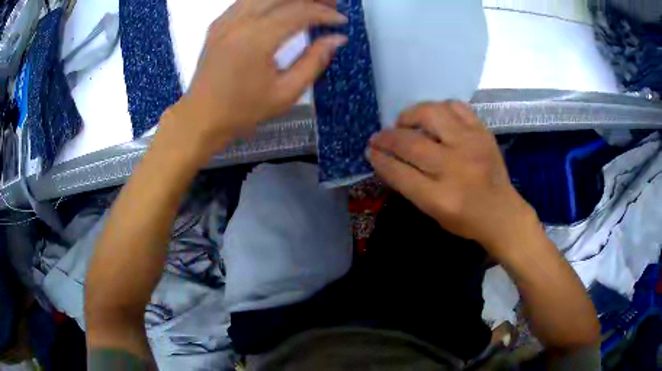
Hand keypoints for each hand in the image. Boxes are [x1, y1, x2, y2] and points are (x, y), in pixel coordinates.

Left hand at [167, 0, 347, 157]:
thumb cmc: (242, 110)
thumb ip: (314, 61)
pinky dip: (269, 1)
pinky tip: (281, 8)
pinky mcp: (218, 23)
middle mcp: (239, 22)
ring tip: (310, 4)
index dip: (324, 13)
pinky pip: (248, 0)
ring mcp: (225, 20)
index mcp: (255, 40)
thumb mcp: (286, 93)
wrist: (201, 117)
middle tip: (331, 5)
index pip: (298, 12)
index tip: (342, 22)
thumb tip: (337, 39)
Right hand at [367, 102, 537, 254]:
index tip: (370, 151)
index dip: (380, 159)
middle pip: (411, 142)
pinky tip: (434, 118)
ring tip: (405, 123)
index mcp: (441, 197)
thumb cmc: (466, 219)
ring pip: (432, 114)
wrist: (503, 213)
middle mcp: (456, 167)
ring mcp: (472, 145)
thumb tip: (385, 158)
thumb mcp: (432, 212)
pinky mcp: (483, 133)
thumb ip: (409, 185)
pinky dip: (439, 108)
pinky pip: (456, 107)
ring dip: (411, 115)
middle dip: (387, 137)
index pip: (399, 172)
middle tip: (379, 137)